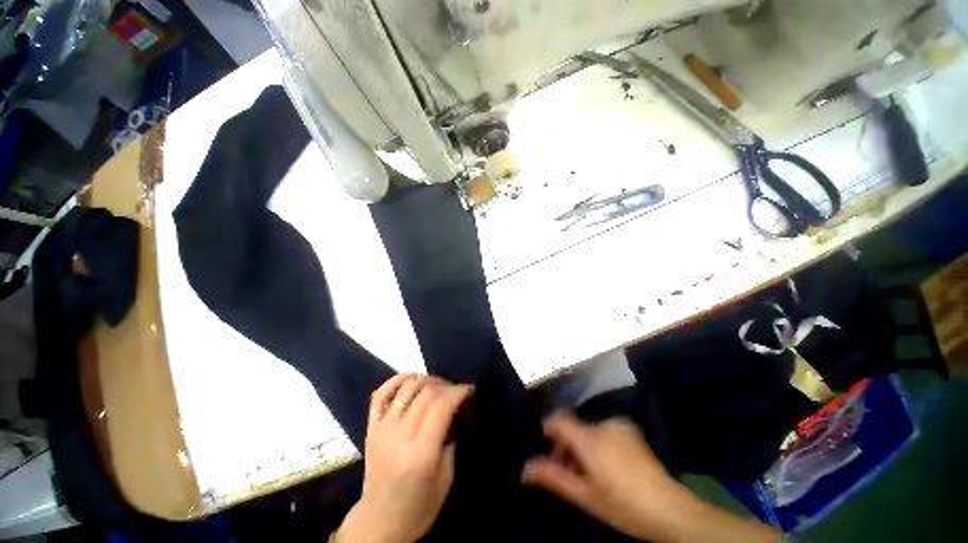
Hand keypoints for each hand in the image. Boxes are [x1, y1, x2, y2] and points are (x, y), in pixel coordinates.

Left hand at [336, 374, 473, 542]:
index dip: (458, 392)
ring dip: (424, 380)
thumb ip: (449, 444)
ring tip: (439, 386)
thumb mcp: (446, 479)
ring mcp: (381, 429)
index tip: (471, 390)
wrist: (382, 516)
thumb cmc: (421, 505)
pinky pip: (379, 396)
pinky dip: (394, 382)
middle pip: (423, 393)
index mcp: (422, 451)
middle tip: (459, 391)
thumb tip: (455, 417)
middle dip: (445, 385)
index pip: (440, 406)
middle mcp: (399, 434)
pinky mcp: (369, 429)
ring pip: (403, 389)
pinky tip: (409, 379)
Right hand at [523, 414, 776, 542]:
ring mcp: (626, 430)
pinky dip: (598, 448)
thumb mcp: (581, 495)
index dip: (545, 431)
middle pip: (576, 429)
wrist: (664, 506)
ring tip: (583, 478)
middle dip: (564, 448)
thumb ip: (552, 477)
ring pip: (591, 433)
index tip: (538, 450)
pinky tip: (603, 473)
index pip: (559, 420)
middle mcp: (608, 426)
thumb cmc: (619, 503)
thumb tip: (525, 467)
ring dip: (581, 450)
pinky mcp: (636, 437)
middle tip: (562, 476)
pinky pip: (607, 435)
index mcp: (592, 438)